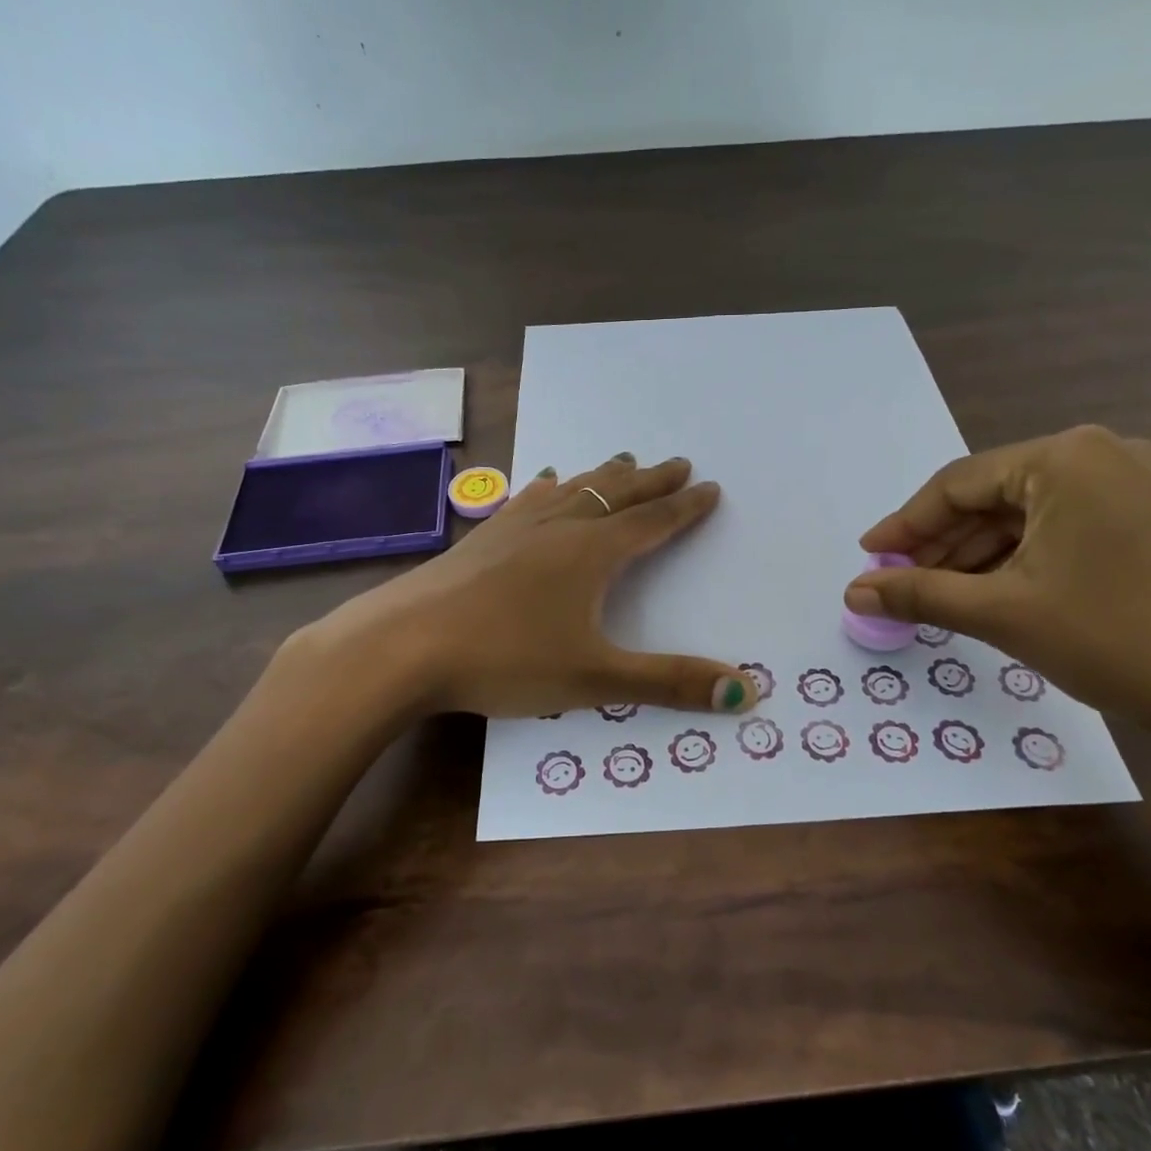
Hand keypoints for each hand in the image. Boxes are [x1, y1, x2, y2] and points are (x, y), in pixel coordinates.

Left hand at [299, 453, 759, 718]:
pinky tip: (544, 482)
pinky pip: (527, 500)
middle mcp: (558, 529)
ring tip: (622, 459)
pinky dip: (548, 489)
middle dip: (650, 481)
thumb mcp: (595, 679)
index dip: (684, 508)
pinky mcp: (481, 539)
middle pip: (615, 496)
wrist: (404, 646)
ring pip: (572, 491)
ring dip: (603, 477)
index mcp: (591, 554)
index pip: (652, 523)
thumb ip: (669, 683)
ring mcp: (515, 528)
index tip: (709, 487)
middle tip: (677, 462)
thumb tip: (746, 690)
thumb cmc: (506, 660)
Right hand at [845, 425, 1150, 752]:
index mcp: (1065, 457)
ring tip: (937, 597)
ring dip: (978, 555)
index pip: (957, 484)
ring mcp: (1138, 486)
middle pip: (993, 497)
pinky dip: (1021, 560)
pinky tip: (994, 594)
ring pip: (1029, 516)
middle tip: (897, 584)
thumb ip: (918, 594)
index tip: (868, 558)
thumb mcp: (1002, 613)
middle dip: (941, 544)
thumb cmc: (1117, 640)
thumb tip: (852, 592)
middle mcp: (1103, 455)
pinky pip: (1065, 531)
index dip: (904, 524)